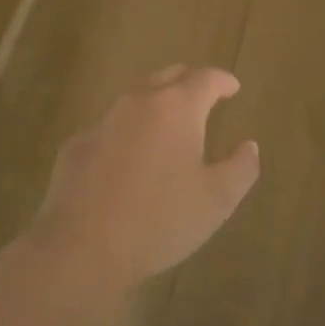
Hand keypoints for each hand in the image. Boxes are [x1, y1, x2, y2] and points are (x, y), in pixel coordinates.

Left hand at [27, 66, 259, 293]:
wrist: (81, 248)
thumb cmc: (160, 220)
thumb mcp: (217, 200)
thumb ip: (241, 167)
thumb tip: (248, 146)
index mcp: (177, 108)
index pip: (205, 78)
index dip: (223, 81)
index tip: (233, 88)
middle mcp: (138, 102)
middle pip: (168, 77)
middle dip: (189, 82)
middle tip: (204, 96)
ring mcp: (102, 122)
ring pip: (136, 100)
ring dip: (157, 105)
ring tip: (170, 126)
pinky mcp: (76, 145)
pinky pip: (110, 128)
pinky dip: (128, 133)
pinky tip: (130, 159)